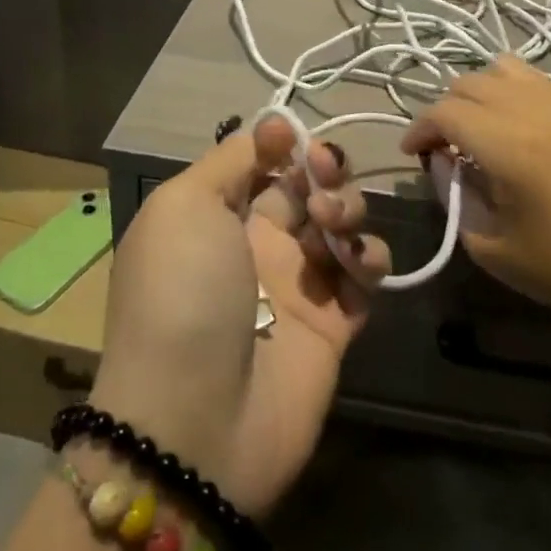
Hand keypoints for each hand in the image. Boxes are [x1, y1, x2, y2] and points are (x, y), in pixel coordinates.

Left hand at [89, 116, 390, 516]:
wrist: (197, 419)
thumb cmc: (182, 294)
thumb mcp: (183, 207)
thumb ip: (229, 161)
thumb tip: (268, 130)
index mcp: (214, 215)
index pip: (258, 163)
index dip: (280, 142)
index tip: (292, 135)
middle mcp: (256, 244)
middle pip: (305, 186)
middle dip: (322, 167)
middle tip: (322, 173)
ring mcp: (297, 285)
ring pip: (340, 223)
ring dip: (347, 206)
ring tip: (332, 224)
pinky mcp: (334, 324)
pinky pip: (364, 275)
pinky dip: (369, 258)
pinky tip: (356, 263)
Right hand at [400, 55, 550, 326]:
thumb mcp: (492, 247)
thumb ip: (456, 197)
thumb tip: (444, 163)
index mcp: (509, 146)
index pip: (445, 112)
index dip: (419, 129)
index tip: (413, 154)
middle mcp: (534, 110)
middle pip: (468, 83)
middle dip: (445, 110)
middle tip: (443, 147)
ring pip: (502, 69)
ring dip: (477, 93)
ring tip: (477, 128)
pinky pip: (534, 78)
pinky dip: (510, 90)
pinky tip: (514, 125)